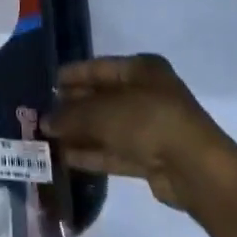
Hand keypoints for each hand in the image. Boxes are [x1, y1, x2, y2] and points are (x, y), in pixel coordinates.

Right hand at [42, 54, 236, 209]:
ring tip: (46, 138)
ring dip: (79, 133)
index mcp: (141, 69)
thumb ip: (72, 115)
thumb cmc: (149, 121)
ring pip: (106, 127)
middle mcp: (146, 93)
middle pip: (102, 97)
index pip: (99, 67)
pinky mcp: (150, 157)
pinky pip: (114, 150)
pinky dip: (92, 153)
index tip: (46, 83)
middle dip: (72, 107)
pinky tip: (64, 157)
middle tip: (41, 114)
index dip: (72, 75)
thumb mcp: (103, 112)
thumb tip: (45, 121)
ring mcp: (150, 127)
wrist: (195, 169)